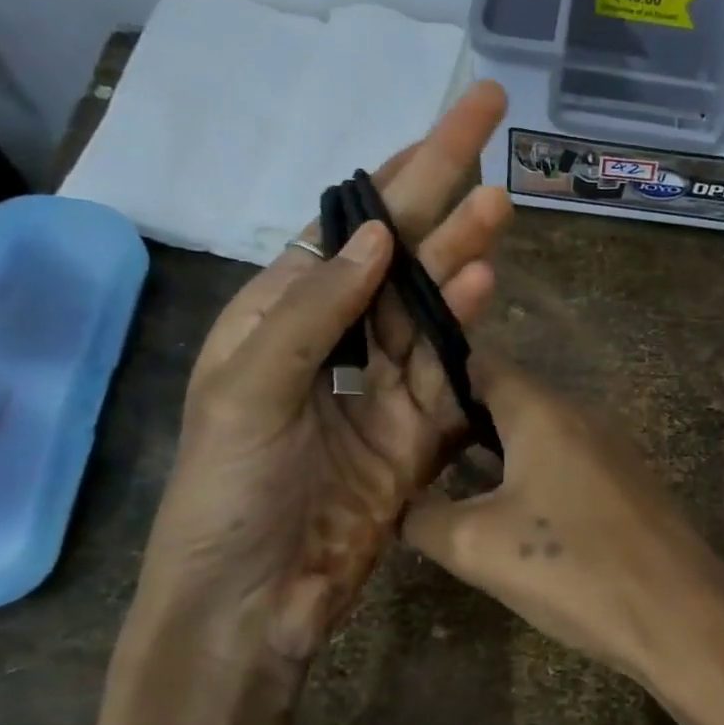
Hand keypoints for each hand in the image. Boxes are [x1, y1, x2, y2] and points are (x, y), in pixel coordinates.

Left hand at [130, 82, 512, 685]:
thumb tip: (381, 234)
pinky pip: (447, 372)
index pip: (350, 226)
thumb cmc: (225, 492)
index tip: (450, 121)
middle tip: (490, 123)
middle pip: (402, 253)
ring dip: (462, 256)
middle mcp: (339, 338)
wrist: (251, 603)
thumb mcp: (245, 391)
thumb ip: (314, 312)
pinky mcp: (419, 432)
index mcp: (283, 314)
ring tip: (498, 208)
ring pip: (433, 307)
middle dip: (442, 188)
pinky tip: (486, 289)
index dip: (400, 171)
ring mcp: (385, 386)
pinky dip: (466, 331)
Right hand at [401, 355, 723, 678]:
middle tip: (415, 456)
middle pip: (509, 399)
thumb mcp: (477, 547)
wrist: (679, 615)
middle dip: (460, 422)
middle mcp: (581, 415)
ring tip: (452, 487)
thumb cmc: (572, 567)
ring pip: (539, 434)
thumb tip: (404, 506)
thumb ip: (424, 519)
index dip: (435, 376)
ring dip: (496, 454)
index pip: (481, 363)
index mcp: (543, 411)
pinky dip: (533, 476)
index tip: (398, 408)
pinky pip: (567, 463)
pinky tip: (513, 517)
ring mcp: (612, 449)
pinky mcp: (628, 484)